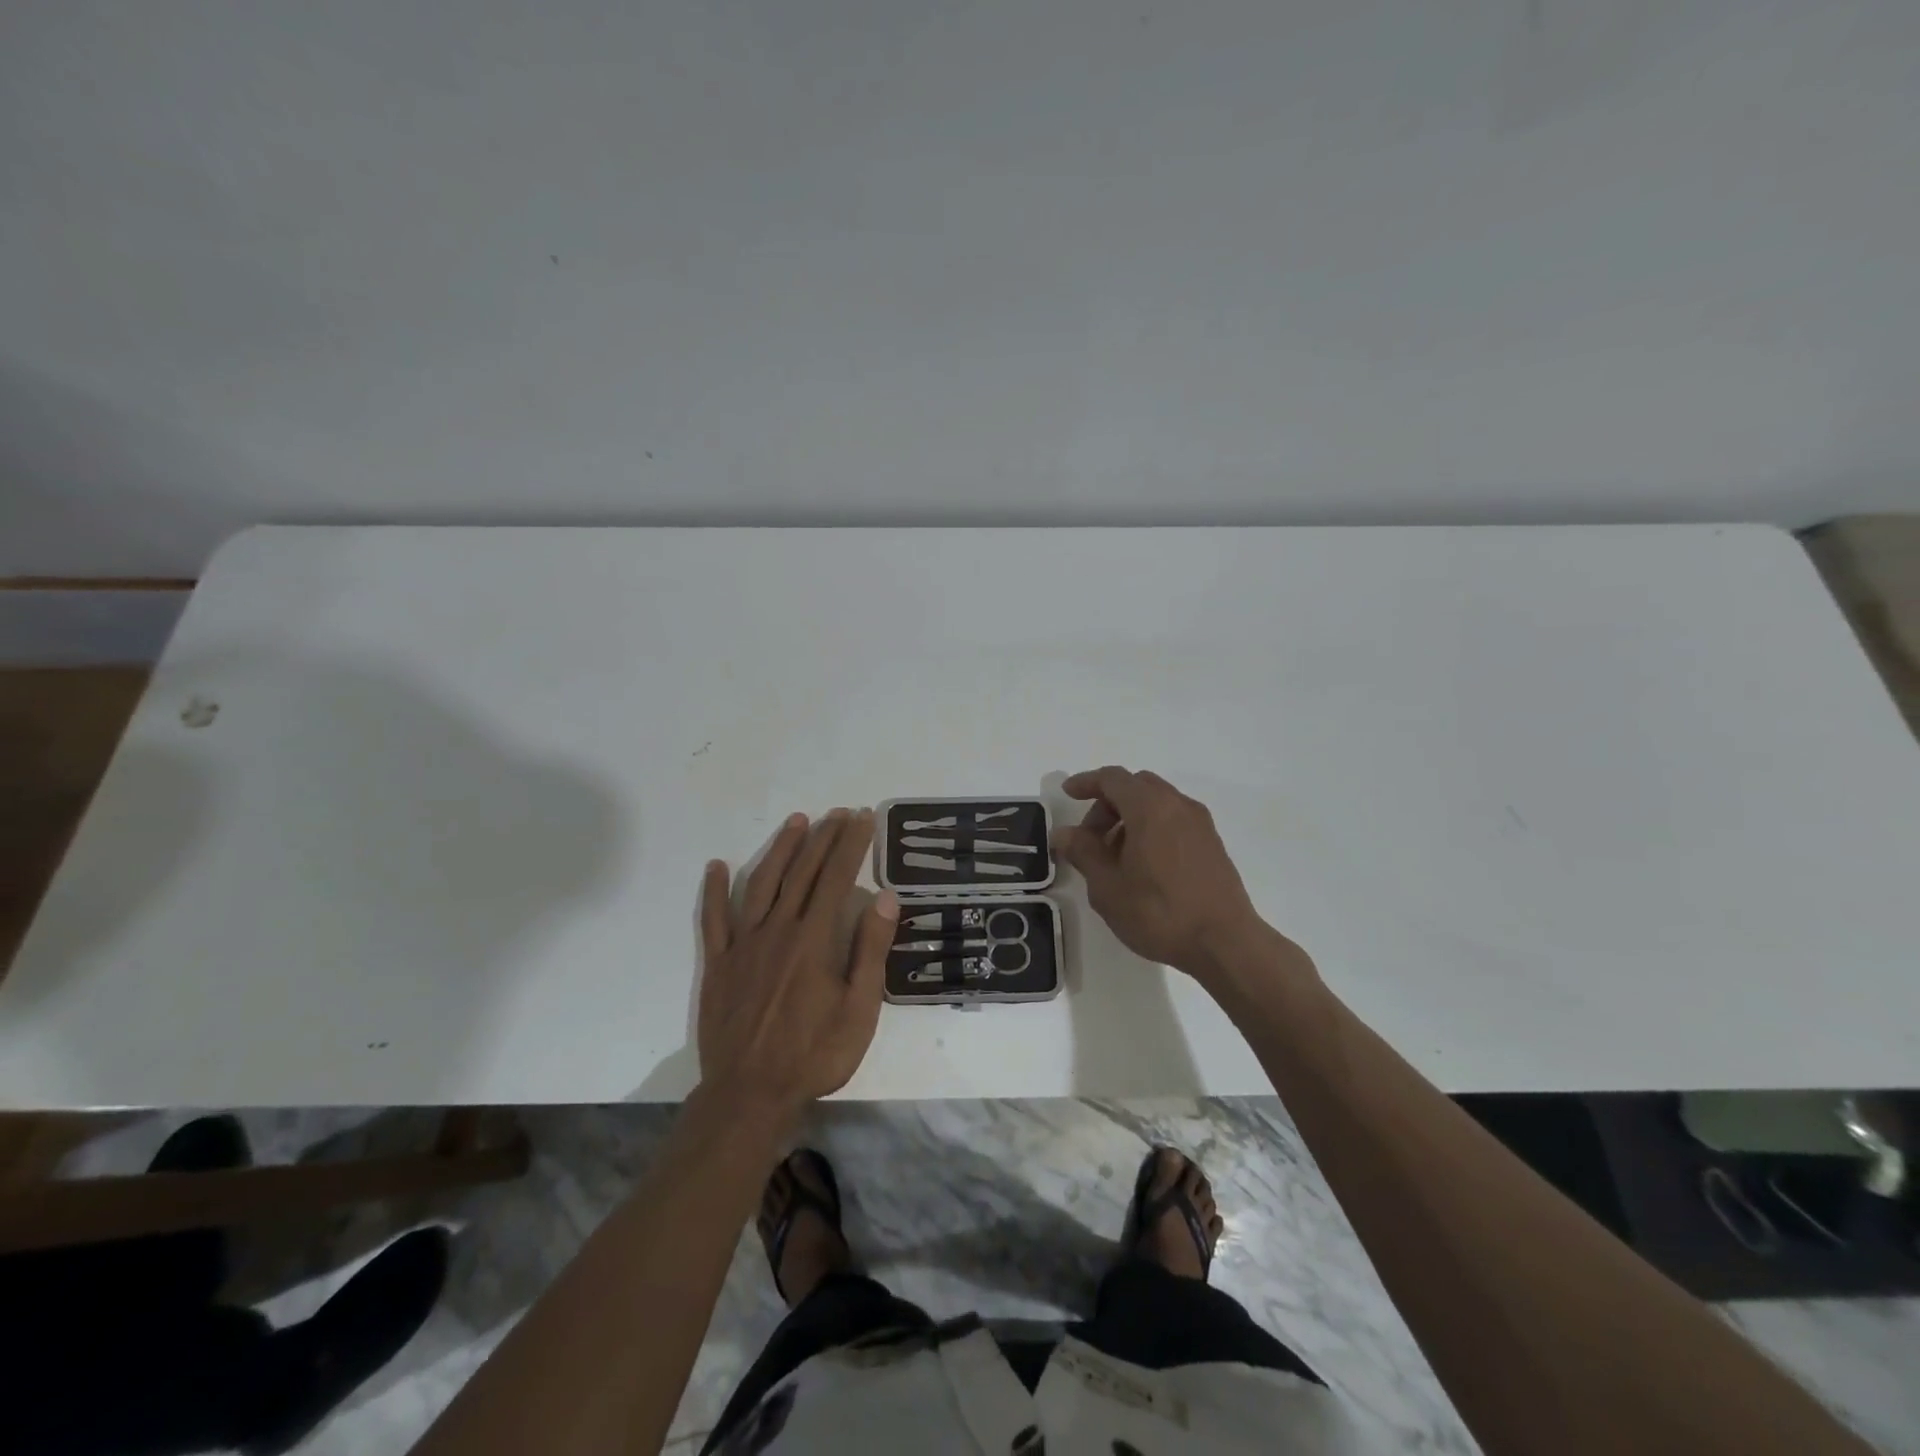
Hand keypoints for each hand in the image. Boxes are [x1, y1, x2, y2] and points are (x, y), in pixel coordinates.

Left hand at [698, 809, 897, 1120]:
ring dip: (781, 850)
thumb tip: (886, 897)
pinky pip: (714, 919)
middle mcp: (777, 930)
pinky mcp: (718, 963)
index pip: (836, 878)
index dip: (850, 845)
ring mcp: (743, 944)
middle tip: (838, 813)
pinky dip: (714, 890)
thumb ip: (870, 950)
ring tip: (797, 821)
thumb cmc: (814, 1054)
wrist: (750, 1094)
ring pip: (762, 884)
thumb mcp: (859, 1009)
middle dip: (823, 838)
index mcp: (813, 939)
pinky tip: (716, 866)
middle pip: (802, 872)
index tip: (861, 818)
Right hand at [1053, 767, 1271, 980]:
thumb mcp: (1107, 886)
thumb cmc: (1159, 912)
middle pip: (1136, 786)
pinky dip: (1151, 827)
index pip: (1112, 778)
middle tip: (1089, 837)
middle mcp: (1178, 805)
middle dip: (1107, 804)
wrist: (1225, 943)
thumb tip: (1064, 833)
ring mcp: (1200, 823)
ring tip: (1114, 856)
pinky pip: (1173, 820)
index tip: (1068, 794)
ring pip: (1157, 803)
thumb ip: (1083, 852)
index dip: (1086, 782)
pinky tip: (1142, 865)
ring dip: (1129, 817)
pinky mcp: (1212, 843)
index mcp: (1150, 807)